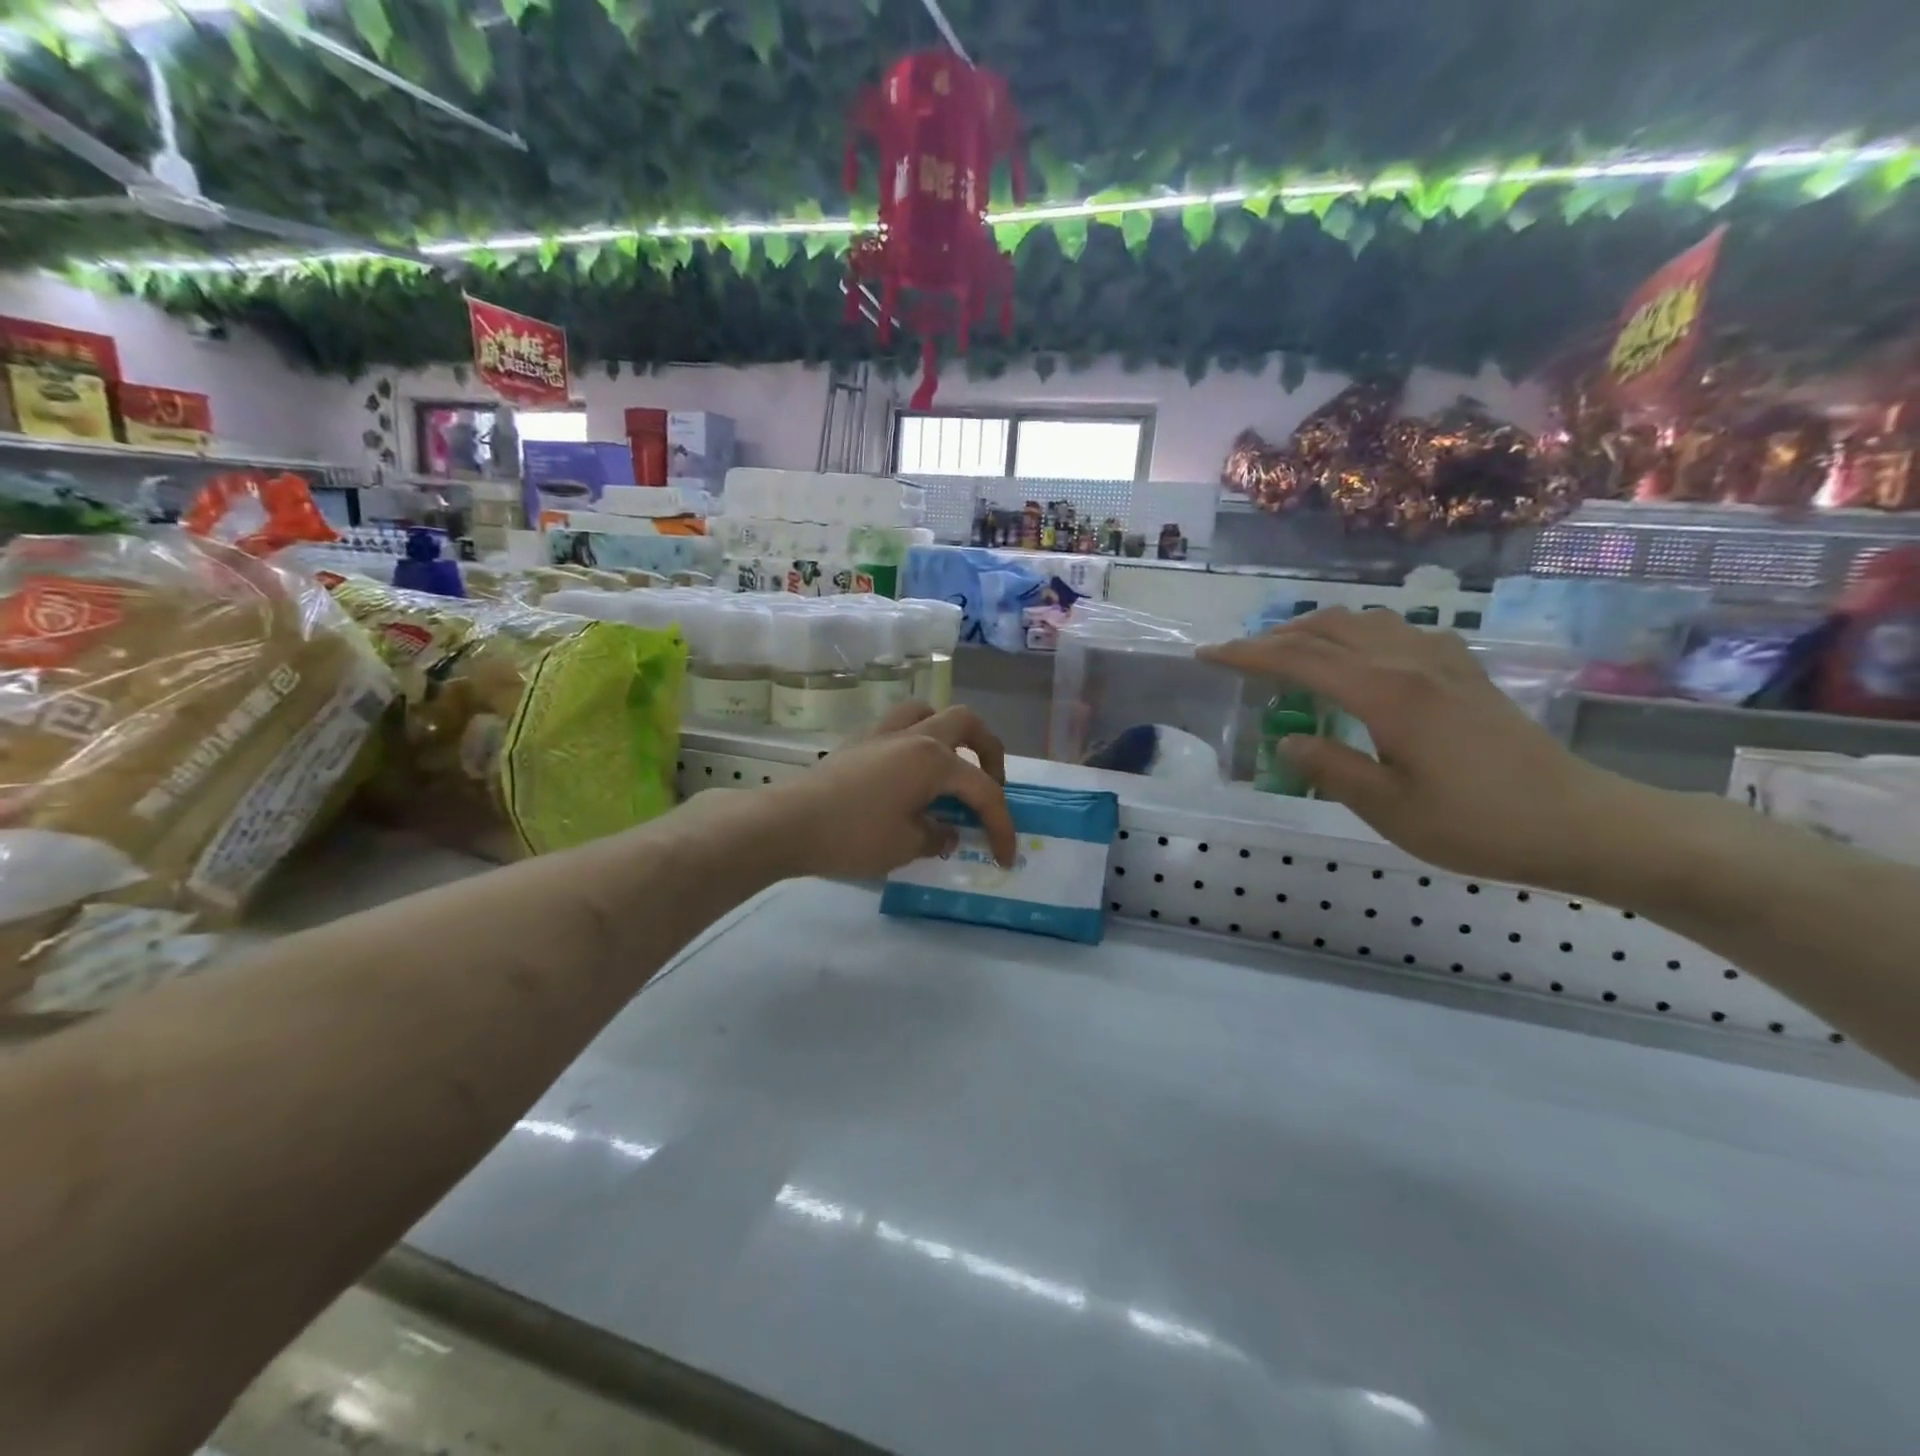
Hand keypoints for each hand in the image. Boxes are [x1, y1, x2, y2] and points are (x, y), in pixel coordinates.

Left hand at [766, 703, 1015, 880]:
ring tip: (951, 766)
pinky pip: (899, 726)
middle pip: (966, 723)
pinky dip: (917, 740)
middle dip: (989, 751)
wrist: (788, 823)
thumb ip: (937, 835)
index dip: (1001, 825)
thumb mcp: (906, 845)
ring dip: (950, 734)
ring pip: (929, 712)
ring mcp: (883, 734)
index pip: (982, 790)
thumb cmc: (853, 835)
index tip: (1005, 857)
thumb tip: (947, 831)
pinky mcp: (859, 742)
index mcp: (934, 760)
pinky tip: (910, 773)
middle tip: (991, 784)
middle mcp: (914, 736)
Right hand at [1200, 608, 1626, 889]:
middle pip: (1327, 629)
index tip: (1207, 655)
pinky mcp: (1463, 672)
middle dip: (1273, 638)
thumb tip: (1288, 738)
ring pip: (1362, 622)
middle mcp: (1410, 663)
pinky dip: (1356, 634)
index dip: (1247, 655)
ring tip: (1286, 652)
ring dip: (1314, 630)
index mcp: (1387, 694)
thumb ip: (1331, 768)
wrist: (1581, 822)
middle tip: (1237, 657)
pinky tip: (1355, 658)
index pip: (1299, 660)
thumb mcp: (1390, 810)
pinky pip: (1395, 632)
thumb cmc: (1480, 825)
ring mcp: (1442, 662)